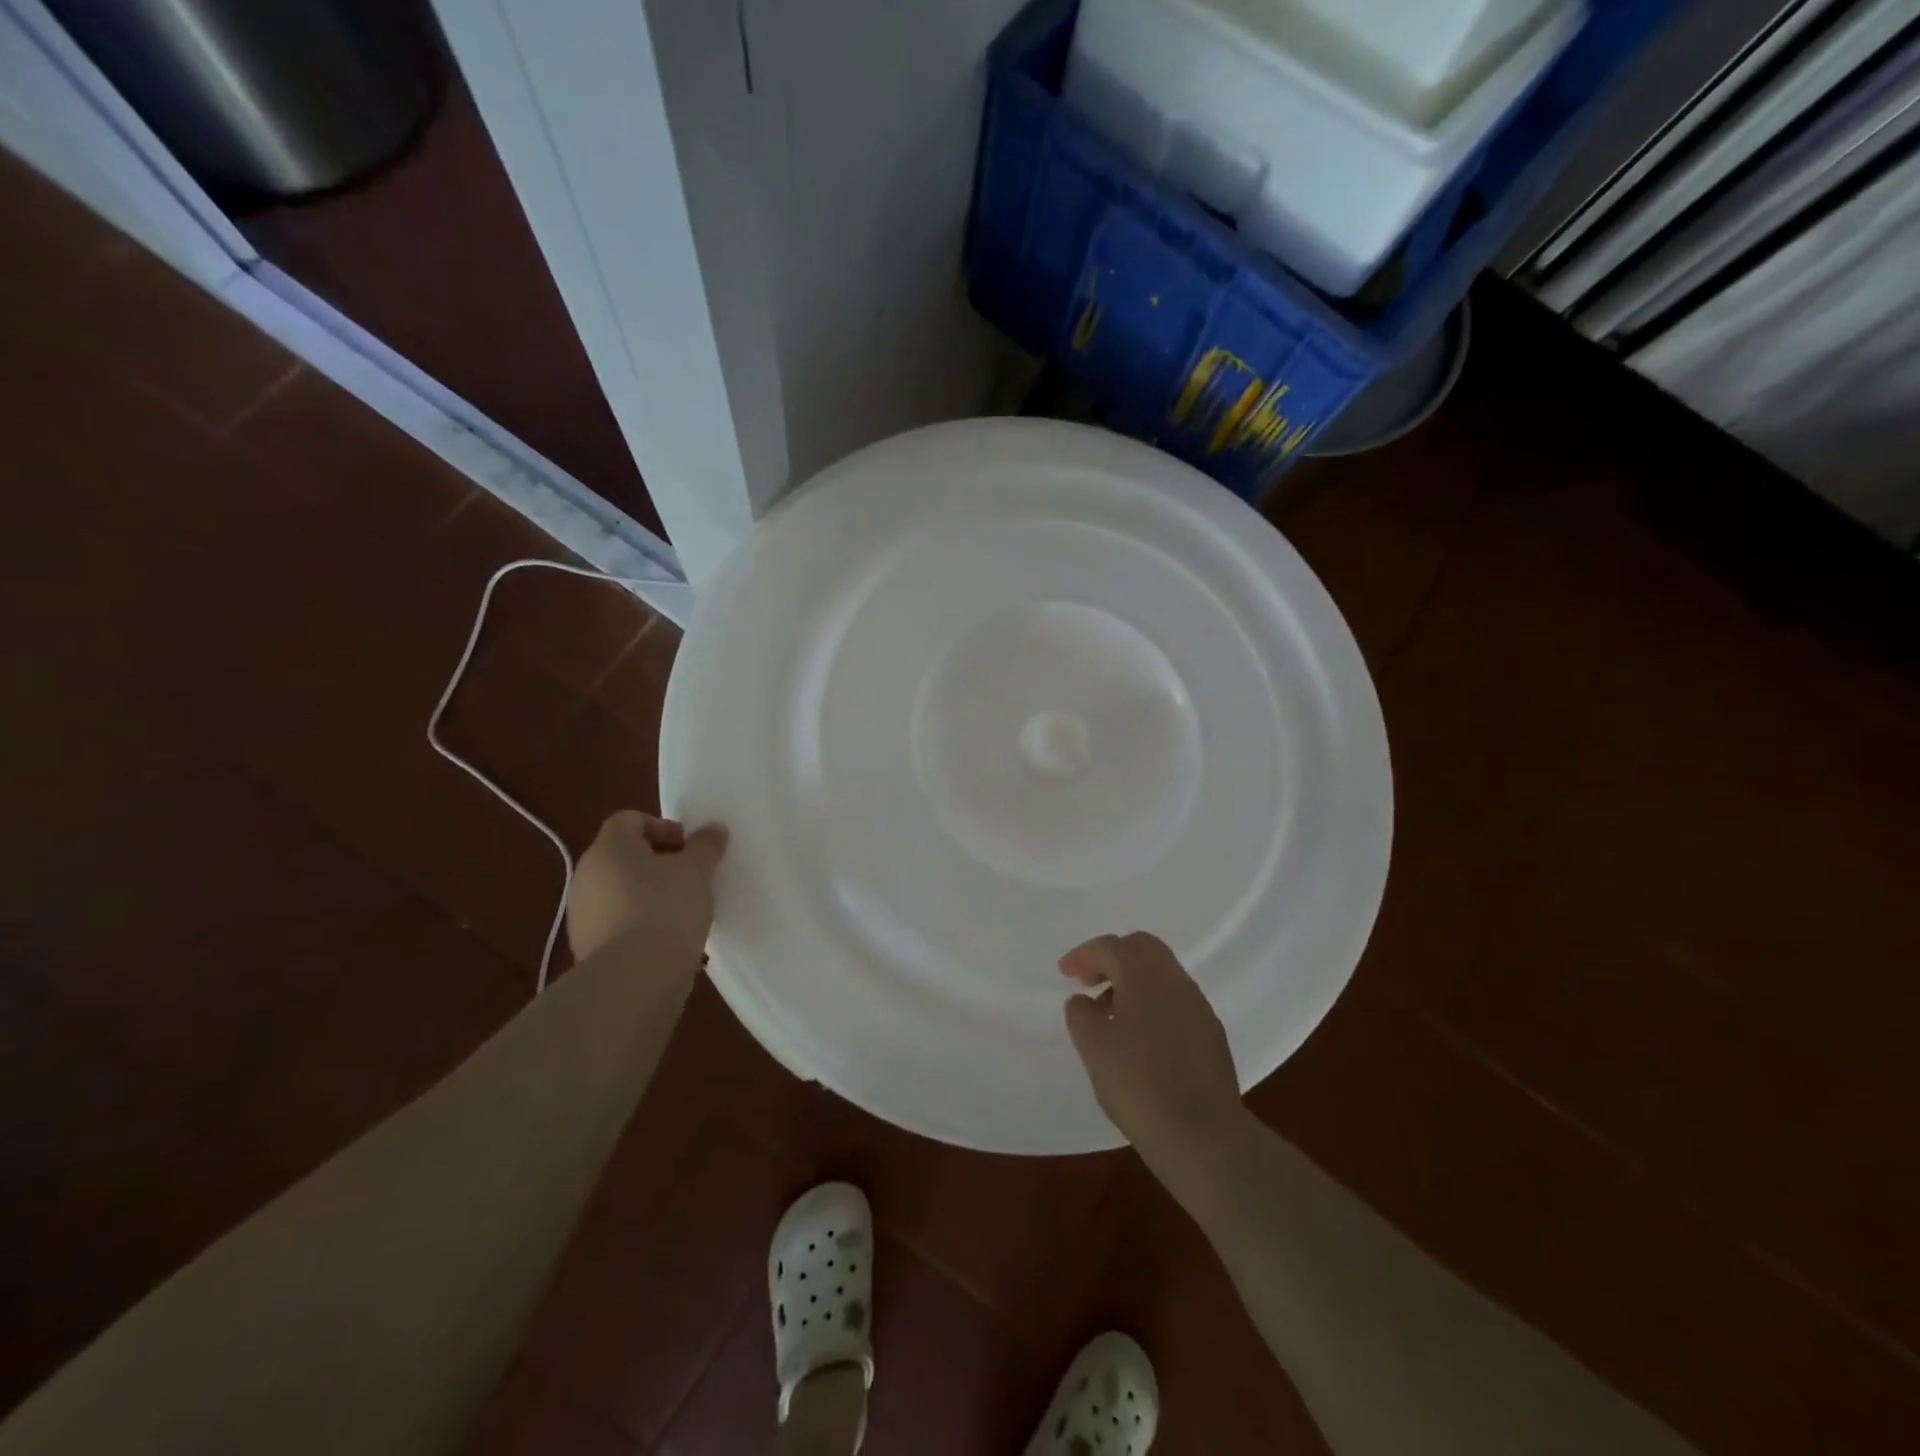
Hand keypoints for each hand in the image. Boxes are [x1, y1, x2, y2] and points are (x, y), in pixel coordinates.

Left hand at [567, 811, 727, 965]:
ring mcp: (582, 913)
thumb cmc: (666, 908)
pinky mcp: (587, 947)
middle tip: (692, 877)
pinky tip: (667, 939)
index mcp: (608, 848)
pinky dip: (641, 922)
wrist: (633, 978)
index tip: (689, 849)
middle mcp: (586, 875)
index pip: (629, 820)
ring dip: (651, 894)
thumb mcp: (697, 870)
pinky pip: (618, 921)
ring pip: (622, 890)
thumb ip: (706, 845)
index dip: (663, 827)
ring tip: (684, 912)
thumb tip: (713, 829)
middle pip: (624, 855)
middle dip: (660, 862)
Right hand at [1061, 932, 1242, 1161]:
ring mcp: (1198, 1005)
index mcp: (1143, 974)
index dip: (1083, 955)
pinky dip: (1153, 1003)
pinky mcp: (1211, 1032)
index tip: (1065, 973)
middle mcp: (1174, 979)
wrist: (1203, 1134)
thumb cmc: (1138, 1083)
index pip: (1110, 947)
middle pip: (1141, 948)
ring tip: (1111, 1014)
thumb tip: (1084, 1001)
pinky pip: (1175, 1000)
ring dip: (1133, 982)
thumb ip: (1081, 1014)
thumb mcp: (1093, 1048)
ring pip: (1161, 974)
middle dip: (1112, 958)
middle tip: (1089, 982)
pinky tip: (1141, 1037)